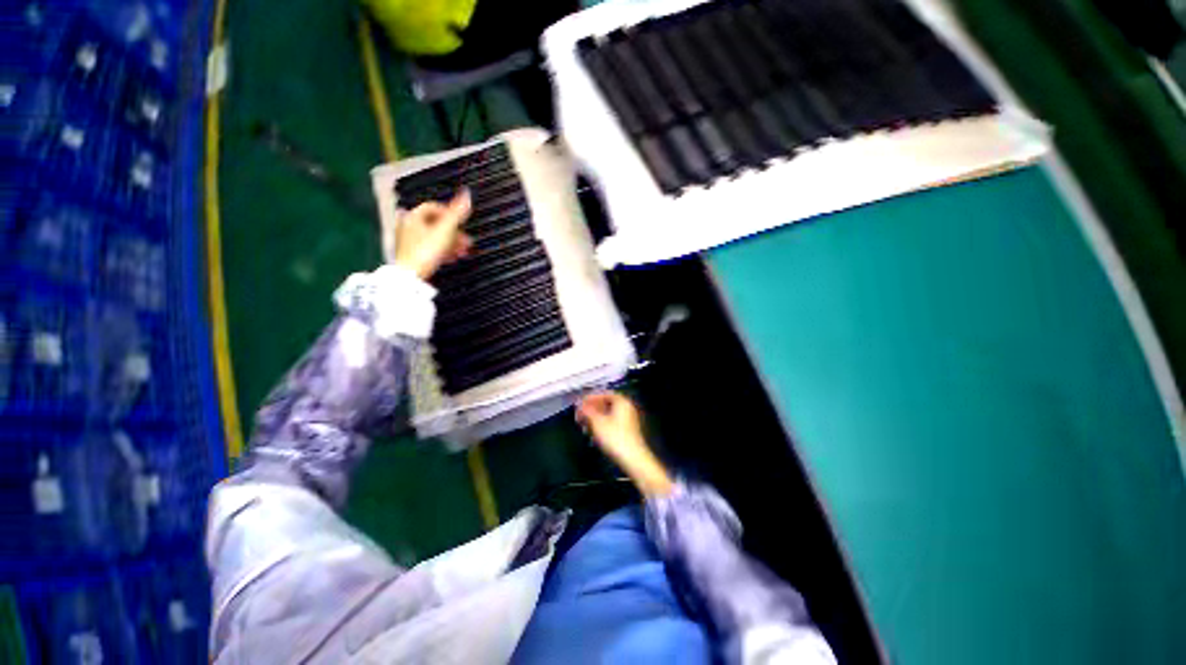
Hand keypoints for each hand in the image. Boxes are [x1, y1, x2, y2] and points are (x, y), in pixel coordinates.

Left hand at [393, 189, 473, 279]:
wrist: (412, 276)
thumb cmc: (426, 252)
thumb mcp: (446, 229)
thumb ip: (457, 212)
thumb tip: (467, 193)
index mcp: (413, 215)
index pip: (433, 207)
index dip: (450, 213)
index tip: (462, 222)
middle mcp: (406, 225)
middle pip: (434, 224)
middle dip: (453, 232)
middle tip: (466, 241)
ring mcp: (407, 240)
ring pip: (433, 237)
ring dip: (450, 243)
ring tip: (462, 251)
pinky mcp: (410, 254)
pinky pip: (429, 248)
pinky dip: (441, 251)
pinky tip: (450, 258)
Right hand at [577, 392, 672, 495]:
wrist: (633, 459)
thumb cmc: (615, 437)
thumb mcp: (597, 423)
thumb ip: (587, 411)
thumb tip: (579, 405)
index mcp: (622, 402)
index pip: (604, 394)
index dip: (590, 398)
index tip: (579, 404)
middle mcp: (627, 408)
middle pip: (606, 404)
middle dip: (591, 409)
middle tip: (579, 415)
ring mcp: (628, 420)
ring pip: (608, 414)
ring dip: (594, 418)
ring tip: (584, 425)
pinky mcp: (627, 431)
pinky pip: (611, 423)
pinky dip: (601, 425)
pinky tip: (593, 433)